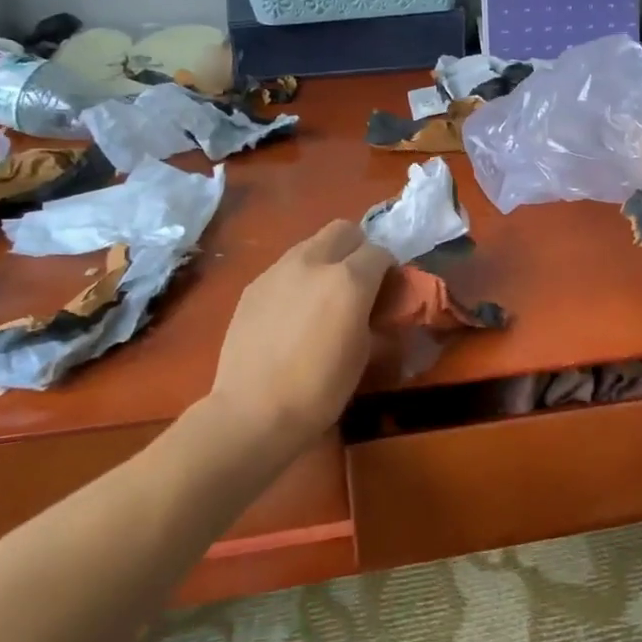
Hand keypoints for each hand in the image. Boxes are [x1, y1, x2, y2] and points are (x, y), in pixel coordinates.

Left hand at [206, 221, 393, 449]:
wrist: (254, 411)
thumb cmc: (321, 389)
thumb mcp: (364, 354)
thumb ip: (377, 319)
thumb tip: (382, 312)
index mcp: (350, 279)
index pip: (380, 252)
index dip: (388, 270)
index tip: (388, 292)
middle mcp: (314, 262)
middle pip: (344, 230)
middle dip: (358, 249)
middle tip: (359, 282)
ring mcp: (278, 270)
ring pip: (311, 244)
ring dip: (326, 259)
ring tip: (323, 296)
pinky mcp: (253, 285)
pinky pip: (285, 267)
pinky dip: (298, 278)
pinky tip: (293, 312)